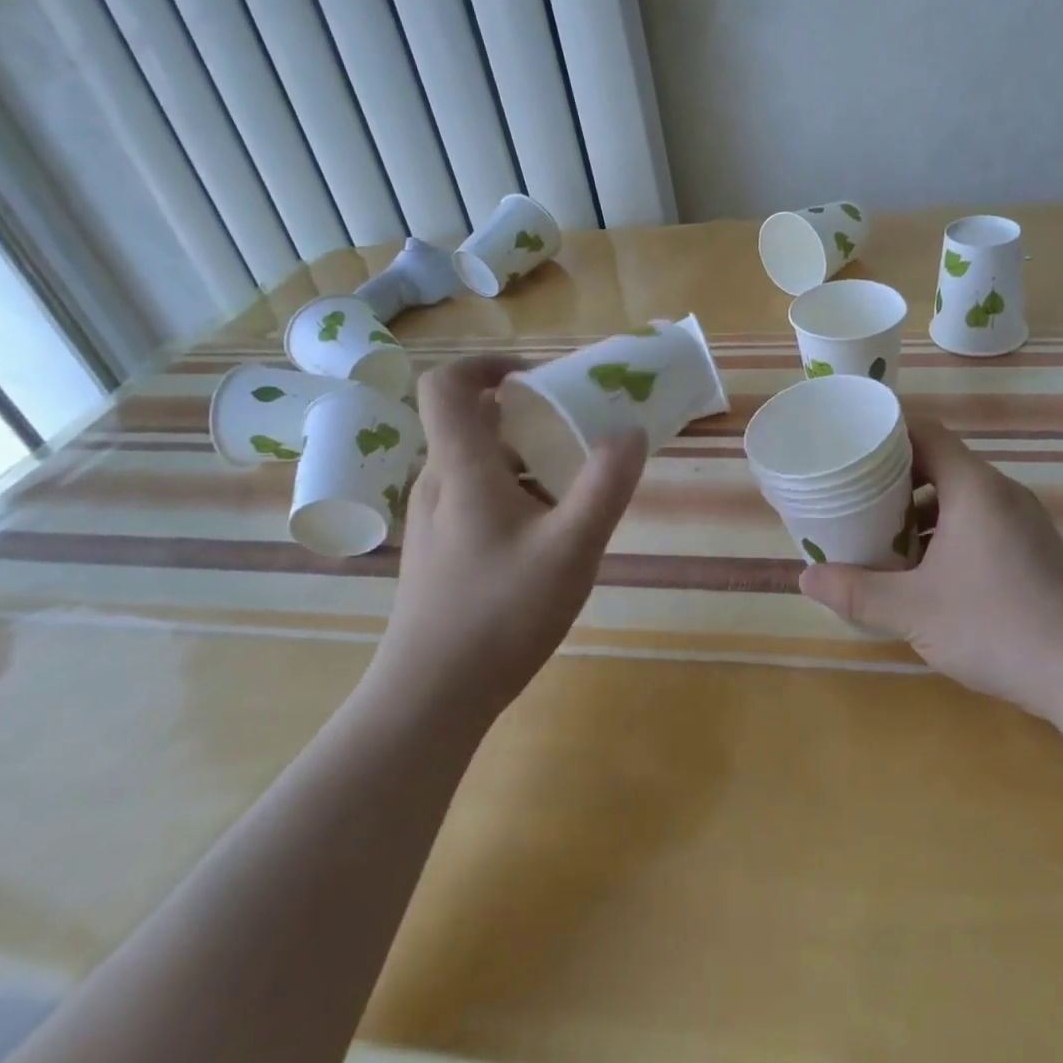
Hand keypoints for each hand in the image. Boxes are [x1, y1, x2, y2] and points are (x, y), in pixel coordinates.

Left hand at [373, 356, 645, 719]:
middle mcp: (438, 483)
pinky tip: (550, 535)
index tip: (539, 378)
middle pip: (475, 423)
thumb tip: (631, 431)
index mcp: (461, 468)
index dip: (489, 364)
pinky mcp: (439, 550)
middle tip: (579, 431)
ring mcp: (434, 519)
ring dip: (528, 459)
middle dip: (530, 416)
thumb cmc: (500, 613)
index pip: (448, 385)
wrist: (431, 697)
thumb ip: (606, 484)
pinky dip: (516, 492)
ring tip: (575, 488)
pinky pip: (478, 496)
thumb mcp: (572, 546)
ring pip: (481, 464)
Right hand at [800, 417, 1062, 721]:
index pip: (926, 433)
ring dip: (921, 510)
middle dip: (894, 478)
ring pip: (961, 497)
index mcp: (974, 487)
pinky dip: (947, 532)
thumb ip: (857, 592)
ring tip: (881, 535)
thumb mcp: (914, 610)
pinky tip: (926, 571)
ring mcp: (1024, 522)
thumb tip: (805, 578)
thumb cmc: (998, 626)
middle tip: (853, 496)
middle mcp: (1002, 493)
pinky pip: (980, 522)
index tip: (850, 446)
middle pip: (940, 464)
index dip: (887, 433)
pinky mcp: (1034, 550)